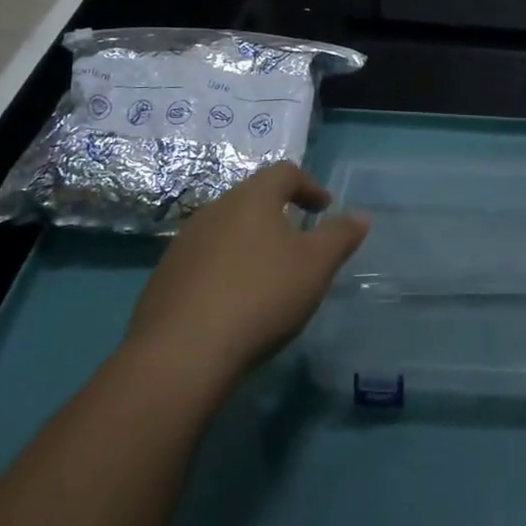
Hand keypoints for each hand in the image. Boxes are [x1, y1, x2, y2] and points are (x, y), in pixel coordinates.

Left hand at [121, 162, 367, 388]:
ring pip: (225, 230)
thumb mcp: (316, 266)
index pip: (284, 172)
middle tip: (298, 240)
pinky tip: (232, 302)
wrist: (182, 352)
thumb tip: (360, 215)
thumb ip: (340, 236)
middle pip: (251, 198)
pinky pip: (203, 261)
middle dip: (277, 214)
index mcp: (251, 198)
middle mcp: (214, 209)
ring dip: (249, 243)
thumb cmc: (260, 295)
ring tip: (266, 274)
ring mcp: (183, 243)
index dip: (309, 185)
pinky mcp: (164, 277)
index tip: (324, 208)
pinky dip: (224, 270)